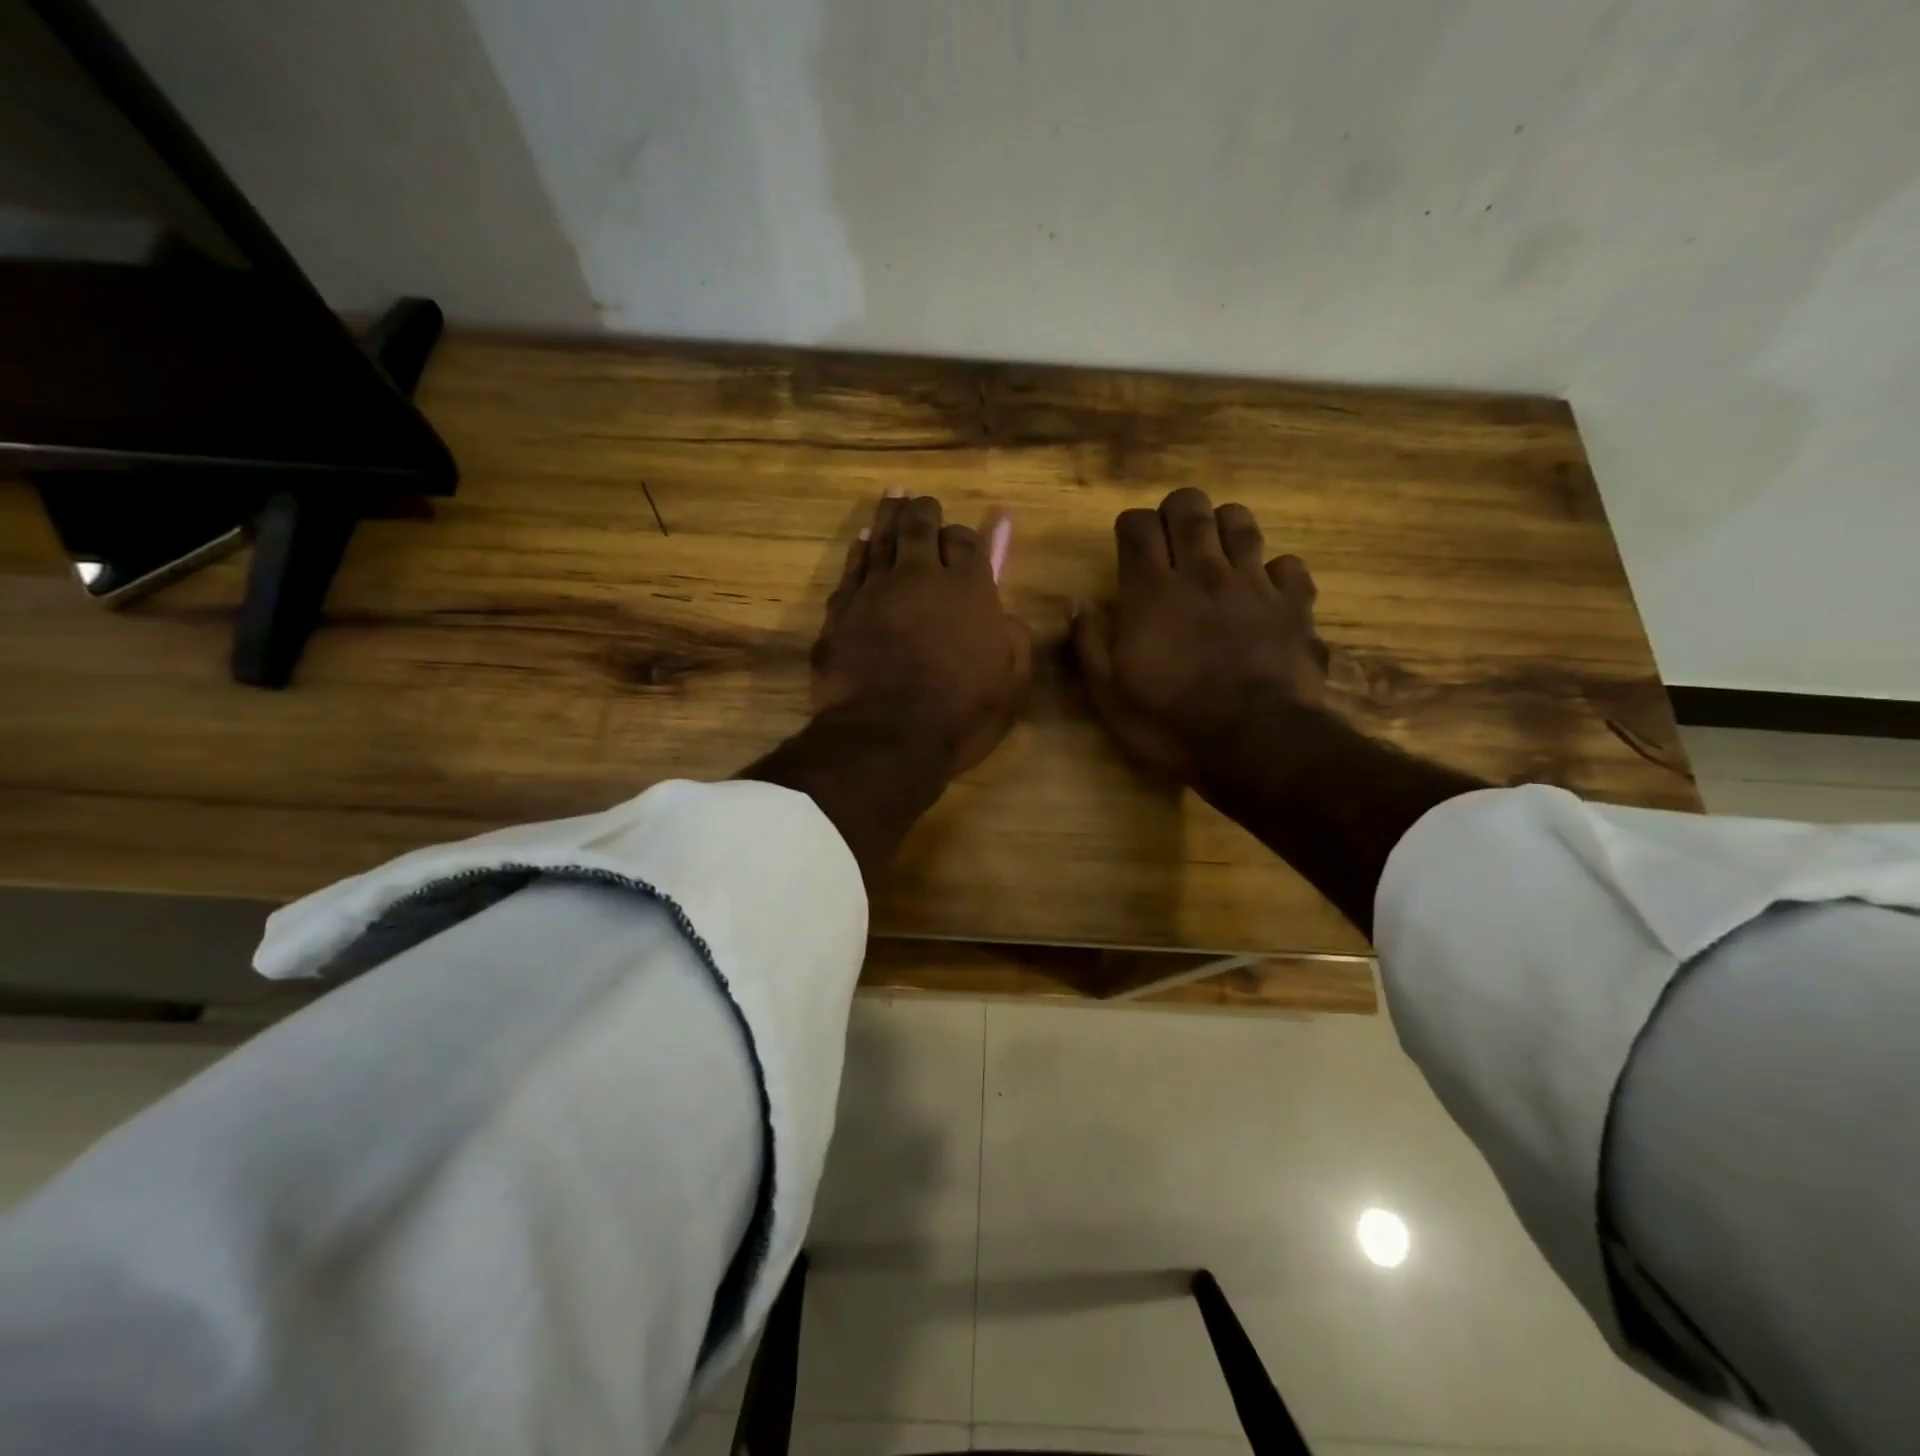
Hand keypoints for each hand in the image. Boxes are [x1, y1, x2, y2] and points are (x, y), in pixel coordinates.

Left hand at [812, 490, 1031, 778]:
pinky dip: (860, 549)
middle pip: (921, 526)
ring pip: (883, 538)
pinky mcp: (841, 612)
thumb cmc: (960, 715)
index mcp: (969, 590)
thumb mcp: (1011, 684)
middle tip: (922, 504)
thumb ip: (1014, 638)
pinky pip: (851, 569)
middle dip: (925, 511)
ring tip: (893, 496)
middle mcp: (920, 577)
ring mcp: (875, 590)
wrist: (887, 737)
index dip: (964, 537)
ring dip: (890, 515)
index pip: (966, 542)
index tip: (962, 540)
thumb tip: (1005, 612)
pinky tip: (863, 539)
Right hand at [1072, 487, 1328, 779]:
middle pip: (1189, 508)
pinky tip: (1265, 590)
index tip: (1128, 547)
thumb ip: (1089, 644)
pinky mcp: (1295, 604)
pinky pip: (1288, 565)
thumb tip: (1077, 603)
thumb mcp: (1109, 695)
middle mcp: (1203, 572)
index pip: (1138, 526)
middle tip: (1170, 539)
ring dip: (1223, 527)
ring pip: (1241, 522)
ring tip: (1215, 552)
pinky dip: (1275, 570)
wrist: (1256, 744)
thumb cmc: (1171, 722)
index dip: (1130, 527)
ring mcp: (1254, 584)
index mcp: (1152, 591)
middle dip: (1175, 512)